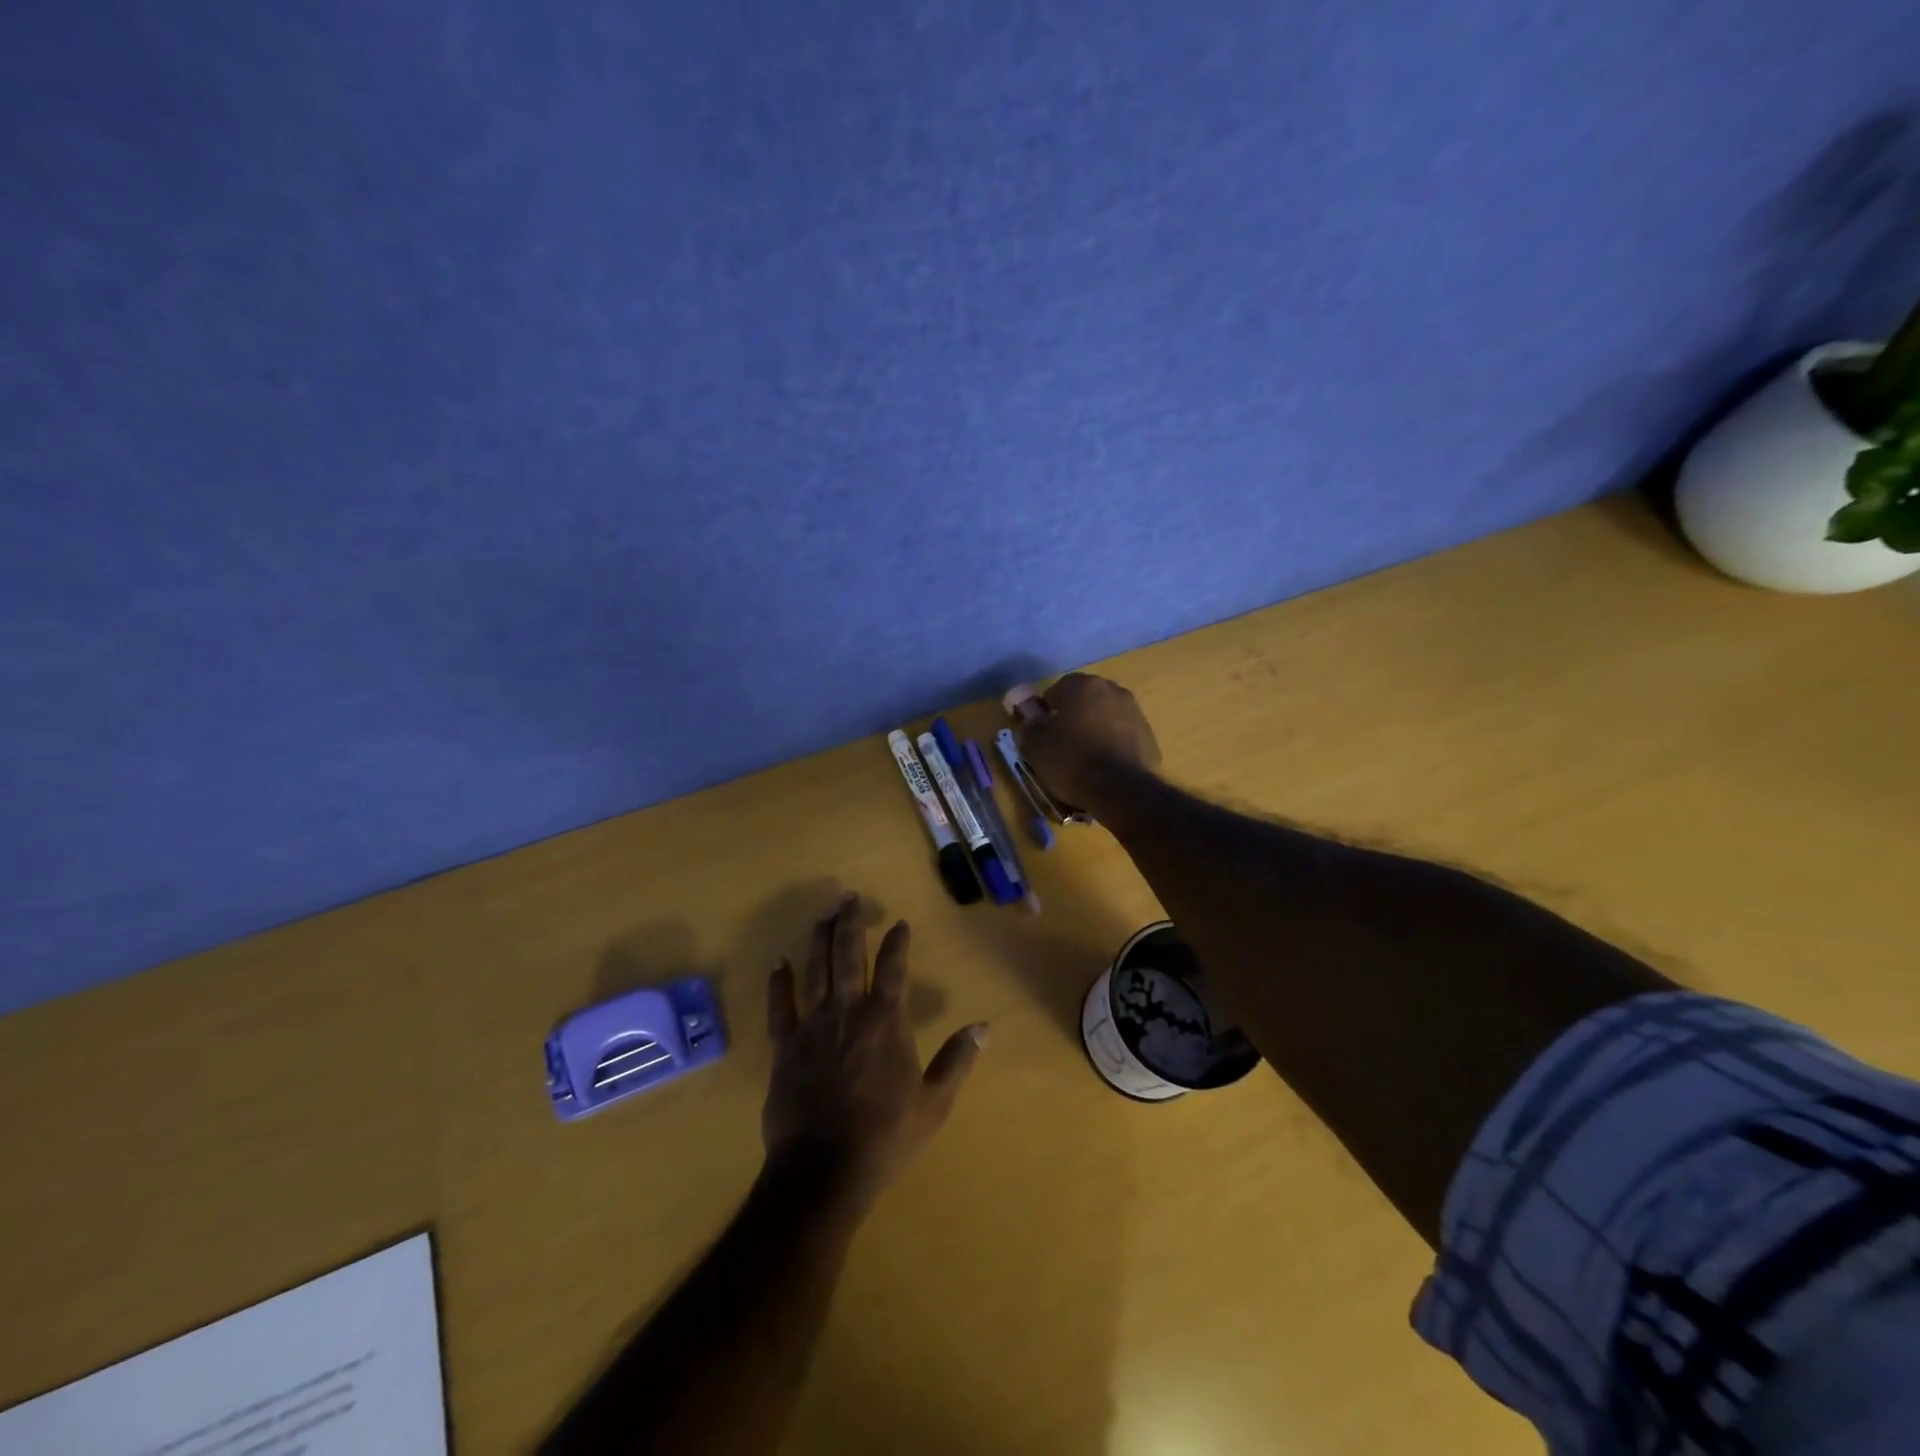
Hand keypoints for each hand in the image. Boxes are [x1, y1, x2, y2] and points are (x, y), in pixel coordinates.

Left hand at [763, 894, 987, 1204]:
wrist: (824, 1171)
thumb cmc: (885, 1137)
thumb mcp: (934, 1103)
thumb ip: (957, 1060)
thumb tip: (984, 1027)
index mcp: (886, 1021)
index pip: (894, 968)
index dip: (897, 942)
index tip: (899, 923)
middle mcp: (848, 1011)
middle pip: (848, 955)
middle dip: (850, 922)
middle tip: (849, 897)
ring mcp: (812, 1026)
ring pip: (814, 969)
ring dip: (819, 938)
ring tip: (823, 914)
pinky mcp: (784, 1047)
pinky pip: (779, 1006)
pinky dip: (779, 982)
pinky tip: (779, 962)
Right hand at [1012, 672, 1161, 813]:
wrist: (1120, 789)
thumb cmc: (1071, 760)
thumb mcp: (1036, 744)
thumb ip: (1028, 722)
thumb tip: (1026, 713)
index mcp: (1082, 685)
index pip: (1055, 691)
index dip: (1045, 713)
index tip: (1042, 735)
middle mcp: (1112, 690)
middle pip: (1084, 701)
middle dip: (1072, 718)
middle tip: (1061, 746)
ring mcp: (1135, 712)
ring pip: (1105, 717)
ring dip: (1094, 730)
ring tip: (1084, 759)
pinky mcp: (1149, 737)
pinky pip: (1122, 736)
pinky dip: (1112, 745)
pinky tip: (1104, 767)